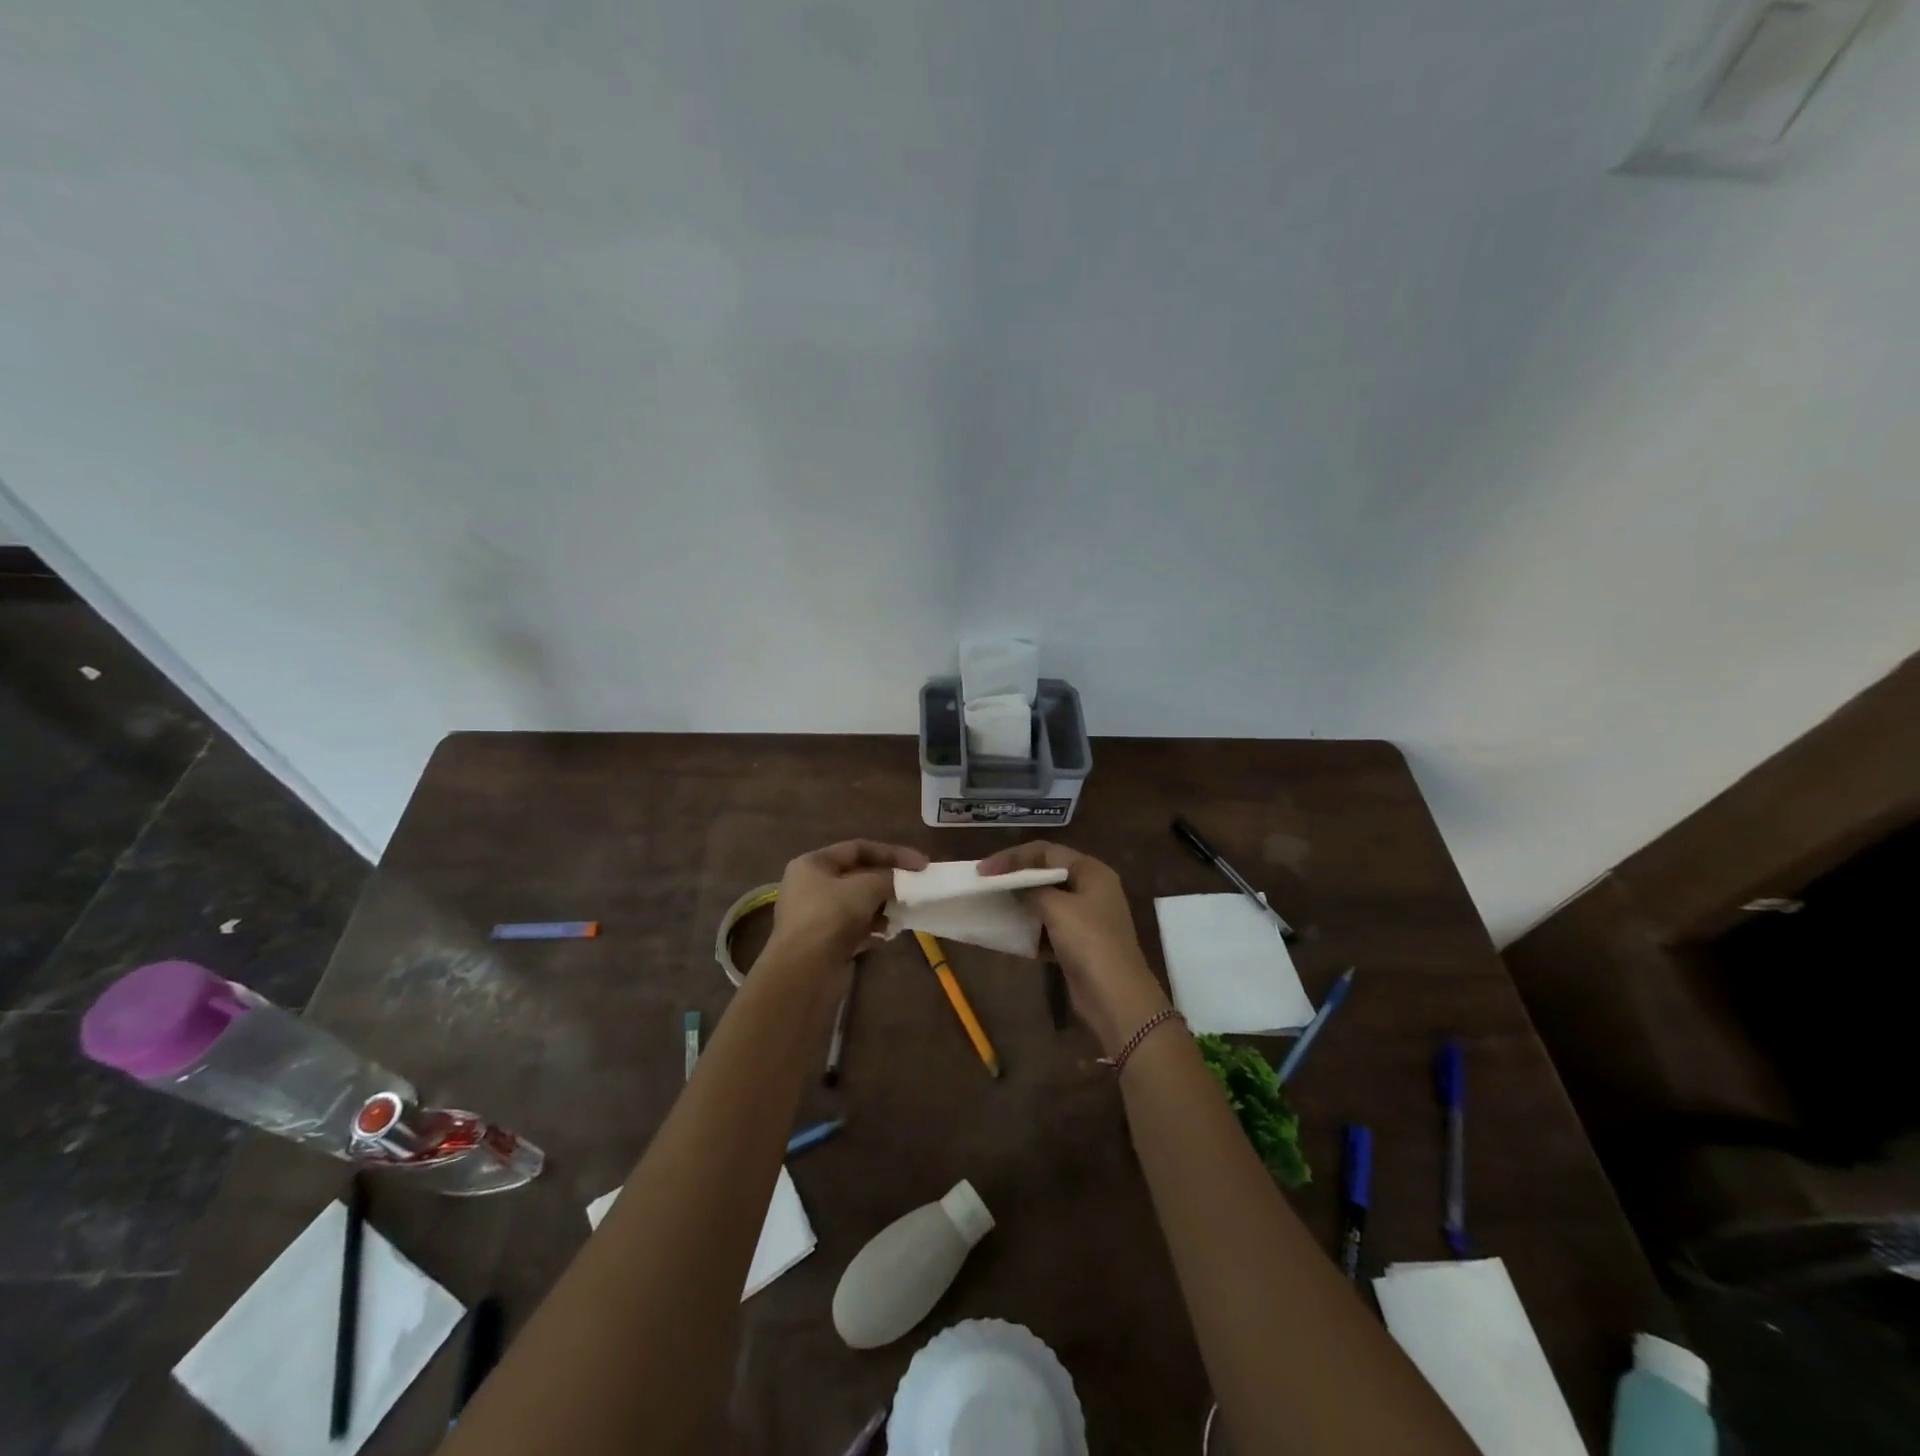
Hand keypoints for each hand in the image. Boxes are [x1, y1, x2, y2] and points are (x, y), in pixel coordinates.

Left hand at [763, 839, 928, 974]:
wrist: (804, 972)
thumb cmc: (832, 916)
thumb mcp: (866, 887)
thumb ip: (888, 878)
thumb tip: (899, 882)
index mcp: (813, 864)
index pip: (858, 849)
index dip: (892, 853)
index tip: (921, 865)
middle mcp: (810, 886)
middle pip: (857, 876)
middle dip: (887, 882)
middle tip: (914, 889)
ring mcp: (815, 915)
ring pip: (857, 904)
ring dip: (882, 907)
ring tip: (902, 915)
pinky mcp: (822, 942)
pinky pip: (853, 927)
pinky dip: (871, 928)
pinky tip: (887, 934)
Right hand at [978, 842, 1171, 1056]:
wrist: (1115, 997)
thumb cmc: (1089, 942)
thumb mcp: (1057, 908)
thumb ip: (1032, 890)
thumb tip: (1017, 887)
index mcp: (1092, 871)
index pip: (1047, 852)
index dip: (1013, 857)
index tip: (984, 870)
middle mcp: (1091, 889)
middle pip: (1047, 874)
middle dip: (1016, 878)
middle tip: (986, 884)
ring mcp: (1086, 918)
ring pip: (1047, 902)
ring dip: (1021, 903)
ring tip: (992, 906)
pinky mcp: (1079, 944)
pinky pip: (1048, 927)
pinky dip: (1030, 928)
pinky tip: (1009, 933)